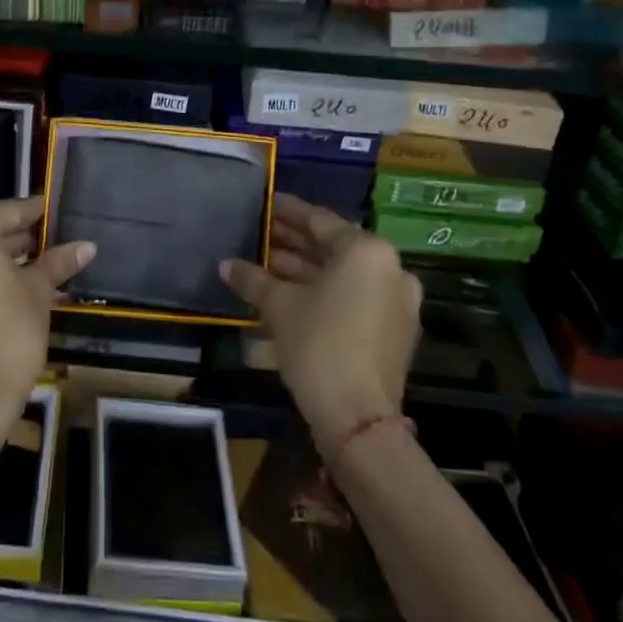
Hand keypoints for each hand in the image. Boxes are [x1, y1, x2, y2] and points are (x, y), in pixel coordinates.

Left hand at [0, 197, 93, 434]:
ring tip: (35, 257)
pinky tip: (11, 277)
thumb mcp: (38, 289)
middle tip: (47, 235)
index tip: (54, 210)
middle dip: (14, 231)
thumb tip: (88, 245)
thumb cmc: (11, 330)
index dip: (35, 212)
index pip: (7, 211)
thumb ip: (58, 260)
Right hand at [219, 193, 420, 451]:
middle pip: (333, 247)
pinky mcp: (394, 331)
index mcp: (366, 251)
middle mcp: (389, 269)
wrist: (358, 419)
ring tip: (265, 265)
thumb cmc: (318, 344)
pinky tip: (288, 295)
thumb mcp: (279, 306)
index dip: (287, 211)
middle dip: (294, 243)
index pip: (319, 220)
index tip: (267, 202)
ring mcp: (396, 302)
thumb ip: (253, 278)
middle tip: (260, 234)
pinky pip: (353, 298)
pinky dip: (323, 293)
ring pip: (342, 275)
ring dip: (305, 270)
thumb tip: (226, 265)